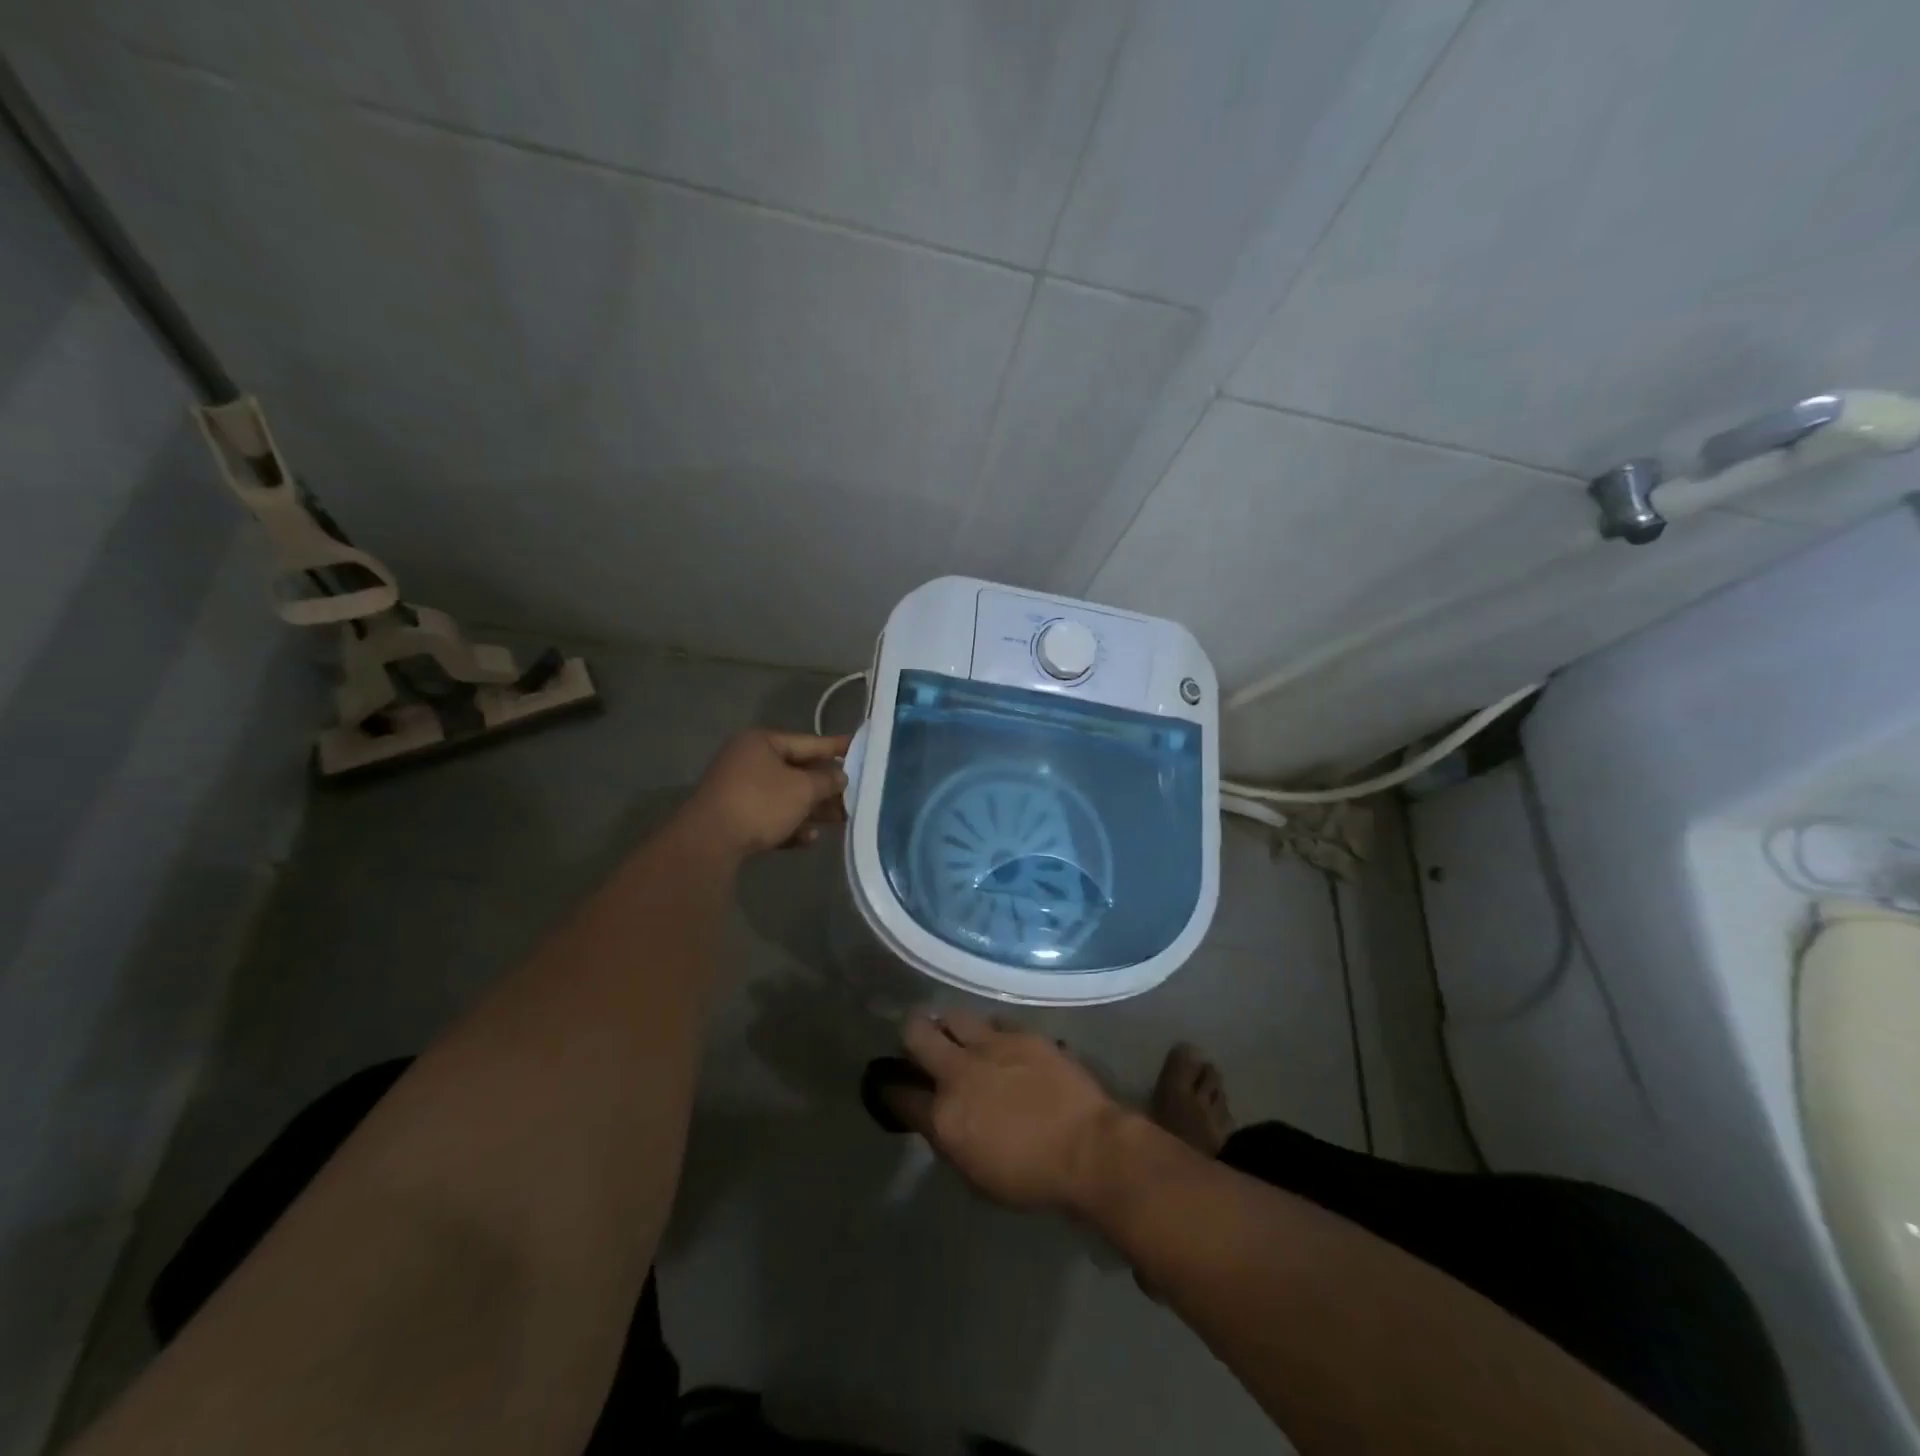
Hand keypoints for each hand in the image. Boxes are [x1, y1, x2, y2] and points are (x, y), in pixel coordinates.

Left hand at [682, 729, 849, 857]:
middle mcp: (748, 760)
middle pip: (797, 771)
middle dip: (826, 786)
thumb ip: (827, 781)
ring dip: (812, 808)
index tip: (859, 748)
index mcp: (761, 742)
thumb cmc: (761, 803)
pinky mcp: (735, 817)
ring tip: (840, 820)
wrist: (710, 842)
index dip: (836, 747)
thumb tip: (840, 777)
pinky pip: (770, 816)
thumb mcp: (803, 789)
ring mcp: (739, 789)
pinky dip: (790, 825)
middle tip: (854, 795)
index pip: (808, 741)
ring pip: (785, 796)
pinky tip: (808, 839)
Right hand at [893, 1011, 1128, 1213]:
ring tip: (956, 1034)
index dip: (890, 1089)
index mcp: (944, 1115)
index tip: (890, 1085)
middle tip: (918, 1044)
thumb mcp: (976, 1175)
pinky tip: (998, 1042)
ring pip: (953, 1016)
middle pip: (916, 1034)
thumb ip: (949, 1140)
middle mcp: (959, 1071)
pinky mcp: (1021, 1033)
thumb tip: (938, 1119)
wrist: (1088, 1149)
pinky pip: (993, 1021)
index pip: (899, 1094)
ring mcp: (991, 1046)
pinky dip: (990, 1032)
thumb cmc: (1031, 1178)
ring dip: (948, 1025)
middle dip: (910, 1036)